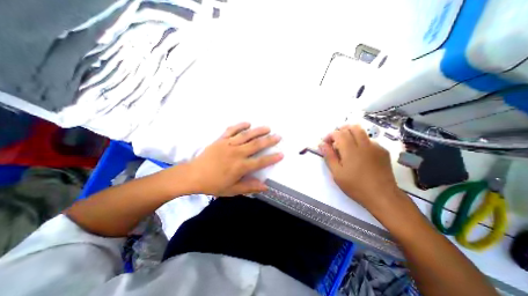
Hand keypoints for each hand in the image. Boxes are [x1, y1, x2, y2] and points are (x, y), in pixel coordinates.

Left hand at [186, 122, 281, 195]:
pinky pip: (231, 130)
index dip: (272, 158)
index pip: (260, 162)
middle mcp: (236, 153)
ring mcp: (228, 144)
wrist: (193, 175)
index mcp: (240, 167)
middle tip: (278, 136)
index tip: (281, 154)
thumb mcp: (232, 190)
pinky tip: (248, 123)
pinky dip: (240, 125)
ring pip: (246, 135)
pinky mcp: (221, 139)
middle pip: (256, 145)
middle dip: (269, 140)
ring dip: (258, 131)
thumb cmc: (213, 184)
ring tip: (268, 128)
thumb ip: (249, 187)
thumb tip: (265, 187)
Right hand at [318, 125, 400, 212]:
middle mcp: (364, 144)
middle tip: (335, 141)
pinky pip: (370, 140)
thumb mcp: (337, 173)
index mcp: (350, 150)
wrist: (382, 196)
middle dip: (341, 130)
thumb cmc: (355, 186)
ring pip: (362, 132)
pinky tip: (359, 154)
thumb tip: (322, 144)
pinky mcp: (383, 151)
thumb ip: (329, 156)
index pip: (338, 133)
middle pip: (352, 127)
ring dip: (351, 135)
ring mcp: (375, 147)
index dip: (330, 135)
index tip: (325, 143)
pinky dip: (361, 142)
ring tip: (346, 146)